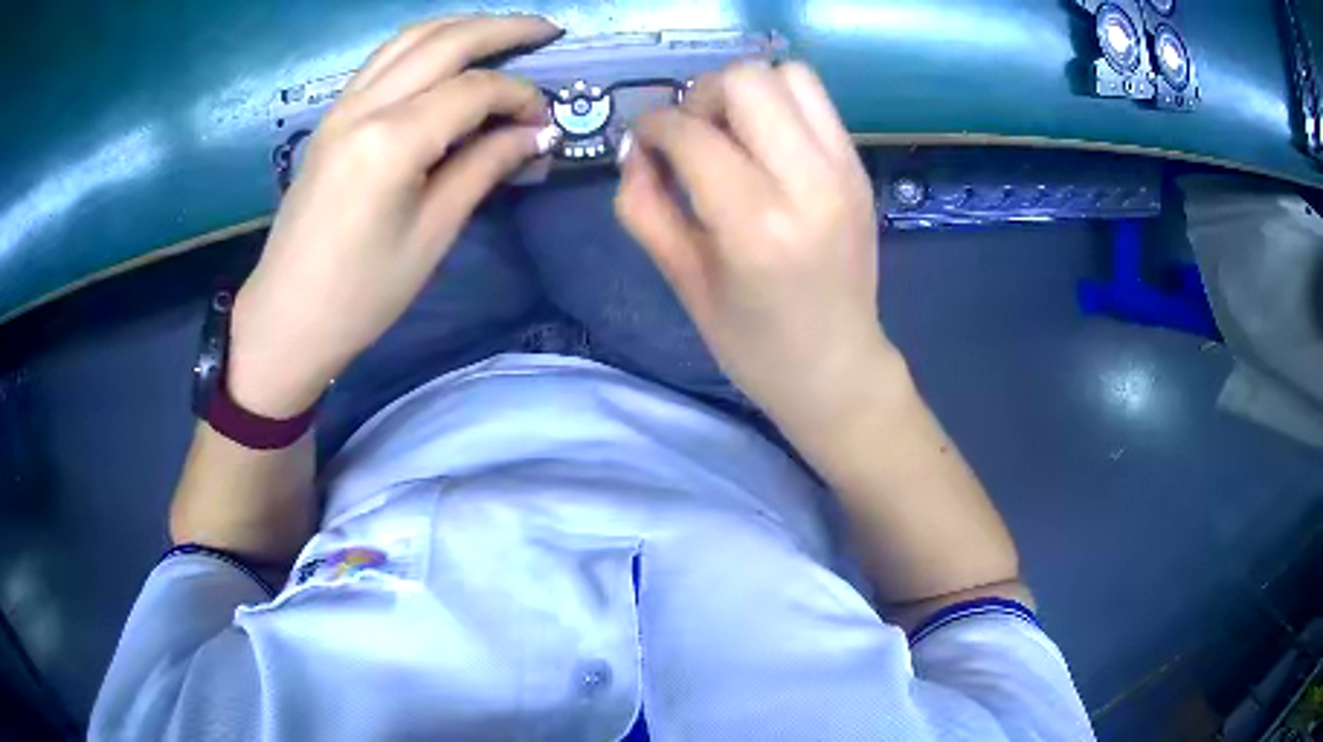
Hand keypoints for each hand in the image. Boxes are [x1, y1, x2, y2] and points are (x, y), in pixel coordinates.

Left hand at [229, 16, 560, 416]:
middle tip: (547, 30)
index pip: (473, 89)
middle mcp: (364, 107)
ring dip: (461, 26)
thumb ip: (484, 169)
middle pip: (443, 41)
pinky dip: (424, 44)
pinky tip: (446, 54)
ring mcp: (342, 107)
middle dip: (502, 28)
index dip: (519, 95)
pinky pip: (383, 60)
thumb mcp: (432, 235)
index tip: (545, 119)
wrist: (286, 317)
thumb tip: (535, 134)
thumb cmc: (361, 294)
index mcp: (391, 140)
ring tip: (502, 31)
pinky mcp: (332, 118)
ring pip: (409, 39)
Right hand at [615, 61, 891, 424]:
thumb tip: (636, 151)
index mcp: (757, 224)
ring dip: (747, 92)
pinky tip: (766, 146)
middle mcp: (809, 182)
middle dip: (702, 96)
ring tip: (732, 134)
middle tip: (693, 137)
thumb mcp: (682, 281)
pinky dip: (781, 105)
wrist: (838, 368)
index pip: (692, 132)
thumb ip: (644, 206)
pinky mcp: (860, 168)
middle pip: (747, 79)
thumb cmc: (752, 343)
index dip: (653, 127)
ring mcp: (844, 170)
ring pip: (789, 74)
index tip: (645, 147)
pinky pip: (816, 100)